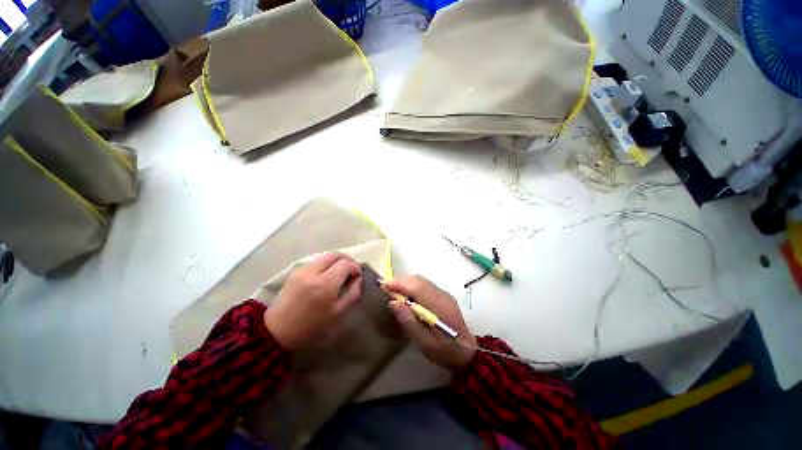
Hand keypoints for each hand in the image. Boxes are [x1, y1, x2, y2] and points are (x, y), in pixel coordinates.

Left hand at [264, 253, 361, 350]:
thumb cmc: (311, 327)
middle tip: (352, 270)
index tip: (358, 276)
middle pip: (335, 255)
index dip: (355, 267)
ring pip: (325, 256)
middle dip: (347, 260)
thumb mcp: (337, 313)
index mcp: (325, 284)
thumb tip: (358, 279)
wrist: (277, 332)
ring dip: (336, 261)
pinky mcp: (295, 271)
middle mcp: (313, 272)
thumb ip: (352, 293)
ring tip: (340, 273)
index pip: (345, 264)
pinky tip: (327, 275)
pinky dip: (326, 264)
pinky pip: (316, 261)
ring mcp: (302, 270)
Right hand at [383, 275, 475, 370]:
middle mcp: (442, 295)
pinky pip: (424, 285)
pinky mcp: (442, 295)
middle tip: (386, 289)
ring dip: (406, 283)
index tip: (384, 285)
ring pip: (421, 280)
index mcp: (440, 306)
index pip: (418, 287)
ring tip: (393, 292)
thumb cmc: (445, 351)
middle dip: (400, 281)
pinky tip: (406, 296)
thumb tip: (393, 303)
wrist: (467, 352)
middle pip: (419, 280)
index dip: (400, 283)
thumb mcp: (425, 344)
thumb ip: (409, 322)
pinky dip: (412, 286)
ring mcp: (444, 293)